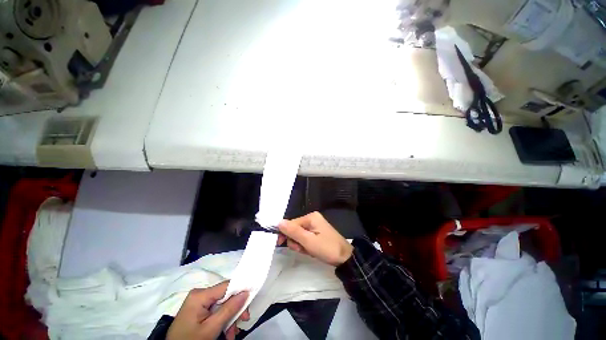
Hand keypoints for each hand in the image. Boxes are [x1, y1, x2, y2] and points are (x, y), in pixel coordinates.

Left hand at [167, 281, 249, 339]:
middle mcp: (200, 294)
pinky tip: (226, 332)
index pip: (227, 285)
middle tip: (242, 322)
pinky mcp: (199, 309)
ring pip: (223, 305)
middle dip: (235, 310)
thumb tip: (246, 292)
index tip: (250, 302)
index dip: (240, 291)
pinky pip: (216, 310)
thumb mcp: (211, 328)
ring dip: (230, 318)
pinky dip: (223, 320)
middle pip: (226, 296)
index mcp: (200, 294)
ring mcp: (199, 302)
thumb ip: (229, 309)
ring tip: (232, 334)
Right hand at [278, 212, 353, 265]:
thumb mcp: (308, 241)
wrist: (345, 258)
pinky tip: (312, 250)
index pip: (291, 223)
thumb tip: (279, 222)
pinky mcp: (317, 232)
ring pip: (299, 235)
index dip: (285, 234)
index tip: (281, 244)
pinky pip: (306, 238)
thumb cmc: (327, 248)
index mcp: (311, 217)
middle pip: (295, 229)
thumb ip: (293, 231)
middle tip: (302, 249)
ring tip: (309, 251)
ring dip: (301, 245)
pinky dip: (306, 245)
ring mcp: (315, 225)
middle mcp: (312, 218)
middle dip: (296, 241)